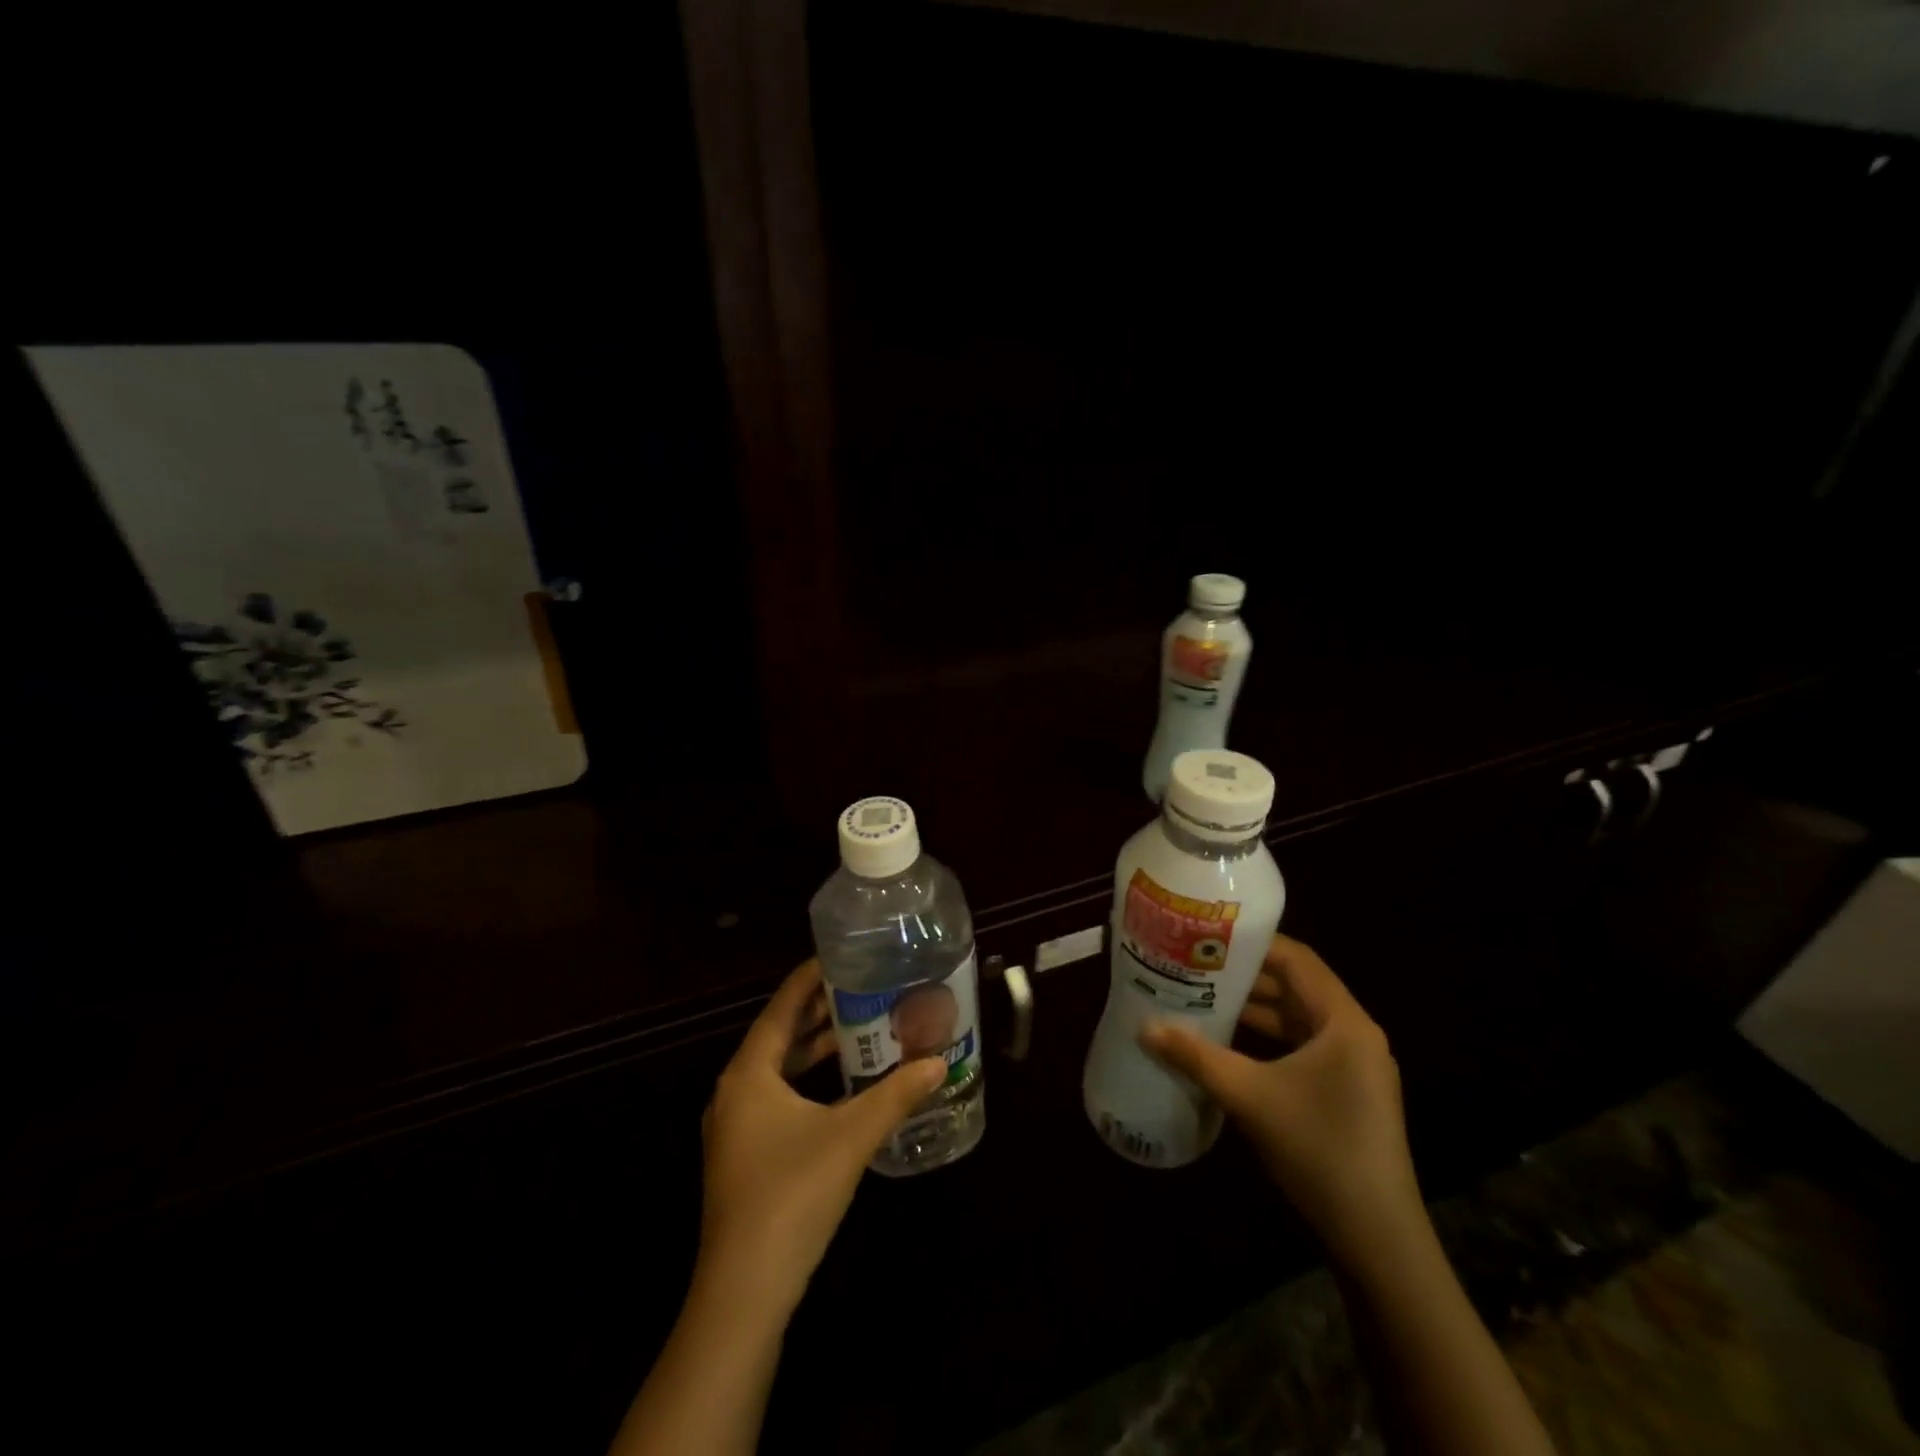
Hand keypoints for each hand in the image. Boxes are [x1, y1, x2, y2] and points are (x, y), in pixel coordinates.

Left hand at [696, 959, 946, 1317]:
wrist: (744, 1291)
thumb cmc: (793, 1195)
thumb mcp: (851, 1136)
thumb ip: (896, 1095)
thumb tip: (938, 1061)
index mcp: (748, 1074)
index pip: (781, 1007)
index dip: (809, 978)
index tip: (841, 955)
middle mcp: (735, 1092)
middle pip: (779, 1036)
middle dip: (819, 1012)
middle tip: (862, 987)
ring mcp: (737, 1127)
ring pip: (779, 1070)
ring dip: (815, 1049)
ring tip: (860, 1027)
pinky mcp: (745, 1156)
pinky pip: (778, 1098)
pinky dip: (808, 1082)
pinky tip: (843, 1087)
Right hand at [1140, 935, 1424, 1273]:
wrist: (1377, 1239)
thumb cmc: (1318, 1150)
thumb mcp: (1250, 1097)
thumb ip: (1196, 1057)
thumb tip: (1144, 1028)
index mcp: (1344, 1021)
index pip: (1296, 959)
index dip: (1252, 944)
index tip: (1207, 936)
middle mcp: (1354, 1034)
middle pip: (1296, 986)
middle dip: (1245, 976)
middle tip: (1194, 963)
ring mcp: (1353, 1065)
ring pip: (1297, 1019)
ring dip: (1254, 1008)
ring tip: (1202, 996)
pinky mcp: (1347, 1091)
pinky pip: (1301, 1047)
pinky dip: (1267, 1039)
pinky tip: (1229, 1042)